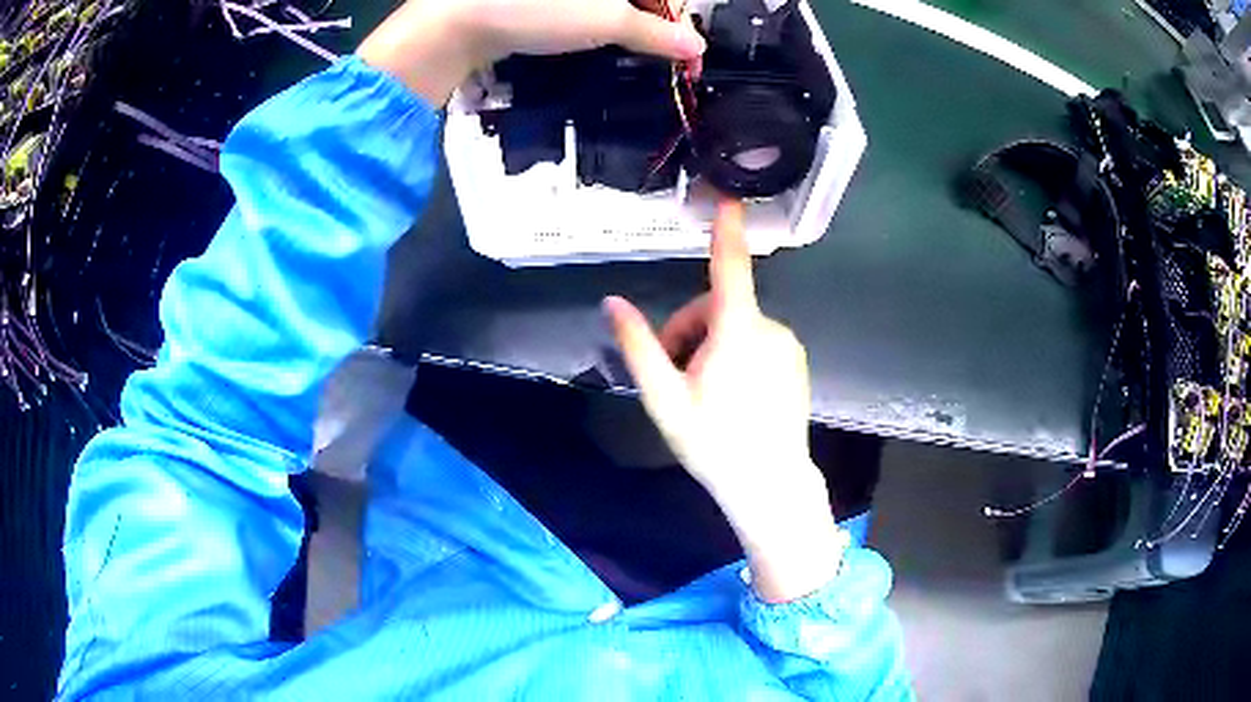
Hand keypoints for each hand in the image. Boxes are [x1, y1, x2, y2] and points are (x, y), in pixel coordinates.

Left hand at [358, 0, 705, 105]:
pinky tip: (589, 39)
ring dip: (623, 25)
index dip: (675, 19)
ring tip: (626, 51)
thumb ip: (657, 33)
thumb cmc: (537, 11)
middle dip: (650, 23)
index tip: (683, 52)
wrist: (456, 23)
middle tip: (656, 55)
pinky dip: (592, 22)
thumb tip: (696, 47)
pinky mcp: (541, 1)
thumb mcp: (606, 22)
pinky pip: (580, 6)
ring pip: (609, 3)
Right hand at [604, 201, 845, 602]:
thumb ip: (638, 346)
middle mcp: (769, 328)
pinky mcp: (795, 359)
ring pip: (736, 325)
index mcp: (737, 332)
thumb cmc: (714, 443)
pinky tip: (731, 395)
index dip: (726, 231)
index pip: (729, 268)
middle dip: (689, 331)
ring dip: (711, 345)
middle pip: (717, 307)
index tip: (728, 199)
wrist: (768, 484)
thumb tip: (612, 303)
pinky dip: (737, 354)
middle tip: (675, 377)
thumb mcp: (664, 398)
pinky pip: (757, 340)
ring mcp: (787, 344)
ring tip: (702, 392)